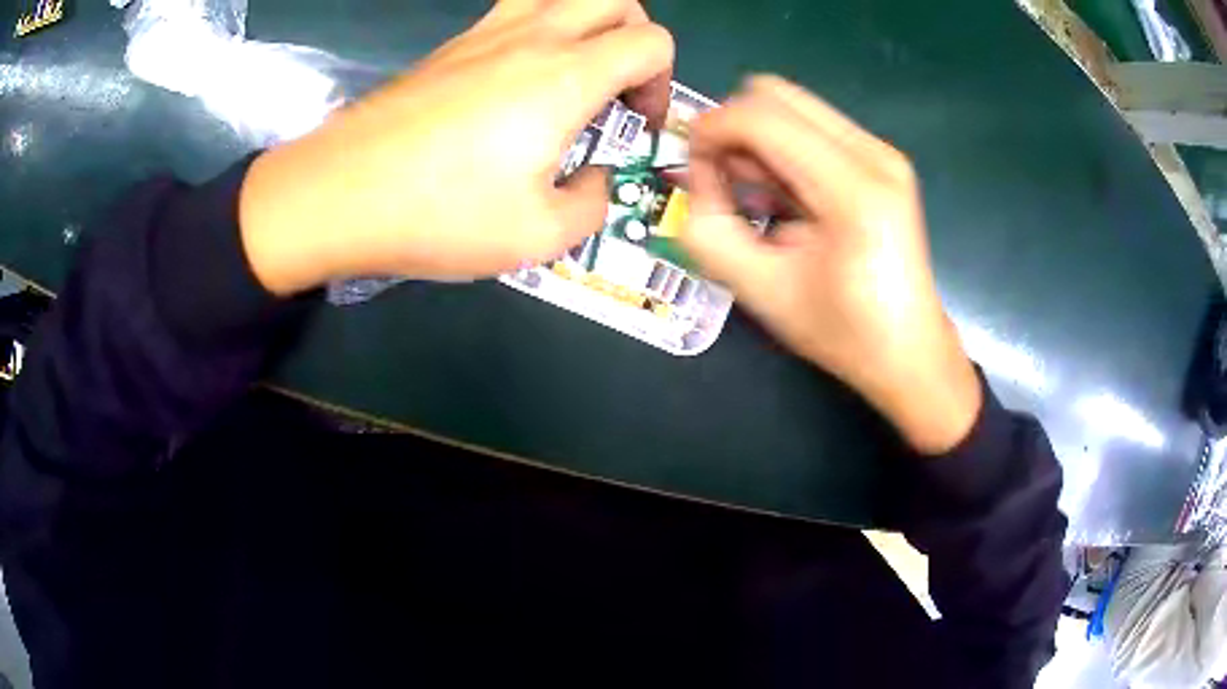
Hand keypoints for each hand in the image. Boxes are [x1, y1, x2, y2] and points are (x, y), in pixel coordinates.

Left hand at [238, 0, 673, 293]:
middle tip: (616, 89)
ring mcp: (486, 33)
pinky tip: (517, 82)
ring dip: (587, 23)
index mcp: (565, 76)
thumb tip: (594, 181)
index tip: (636, 123)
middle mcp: (533, 37)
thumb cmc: (439, 214)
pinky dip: (540, 31)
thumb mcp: (537, 236)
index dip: (662, 81)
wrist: (339, 194)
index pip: (651, 41)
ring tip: (574, 72)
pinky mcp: (451, 46)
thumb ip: (591, 204)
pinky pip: (515, 11)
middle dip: (635, 38)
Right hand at [679, 76, 980, 454]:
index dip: (711, 131)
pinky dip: (783, 147)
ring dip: (758, 138)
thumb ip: (708, 229)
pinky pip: (813, 125)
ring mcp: (882, 151)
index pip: (761, 116)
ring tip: (760, 195)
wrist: (908, 351)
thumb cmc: (840, 332)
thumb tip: (699, 174)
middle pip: (775, 94)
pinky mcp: (882, 158)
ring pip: (792, 105)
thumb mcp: (760, 291)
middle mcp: (873, 154)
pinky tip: (788, 194)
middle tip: (727, 180)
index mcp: (853, 191)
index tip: (696, 171)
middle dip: (734, 127)